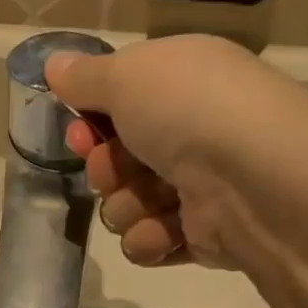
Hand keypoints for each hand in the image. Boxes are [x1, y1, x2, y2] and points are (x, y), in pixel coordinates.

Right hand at [46, 34, 307, 269]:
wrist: (253, 180)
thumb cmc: (189, 113)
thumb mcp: (128, 76)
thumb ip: (86, 77)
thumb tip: (54, 64)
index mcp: (179, 85)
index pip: (117, 108)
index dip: (90, 125)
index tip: (80, 135)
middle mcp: (188, 134)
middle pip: (114, 162)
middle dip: (106, 170)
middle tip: (118, 168)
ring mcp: (195, 188)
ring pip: (125, 208)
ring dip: (128, 207)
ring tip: (154, 201)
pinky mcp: (199, 236)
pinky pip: (147, 243)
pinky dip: (150, 239)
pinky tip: (167, 232)